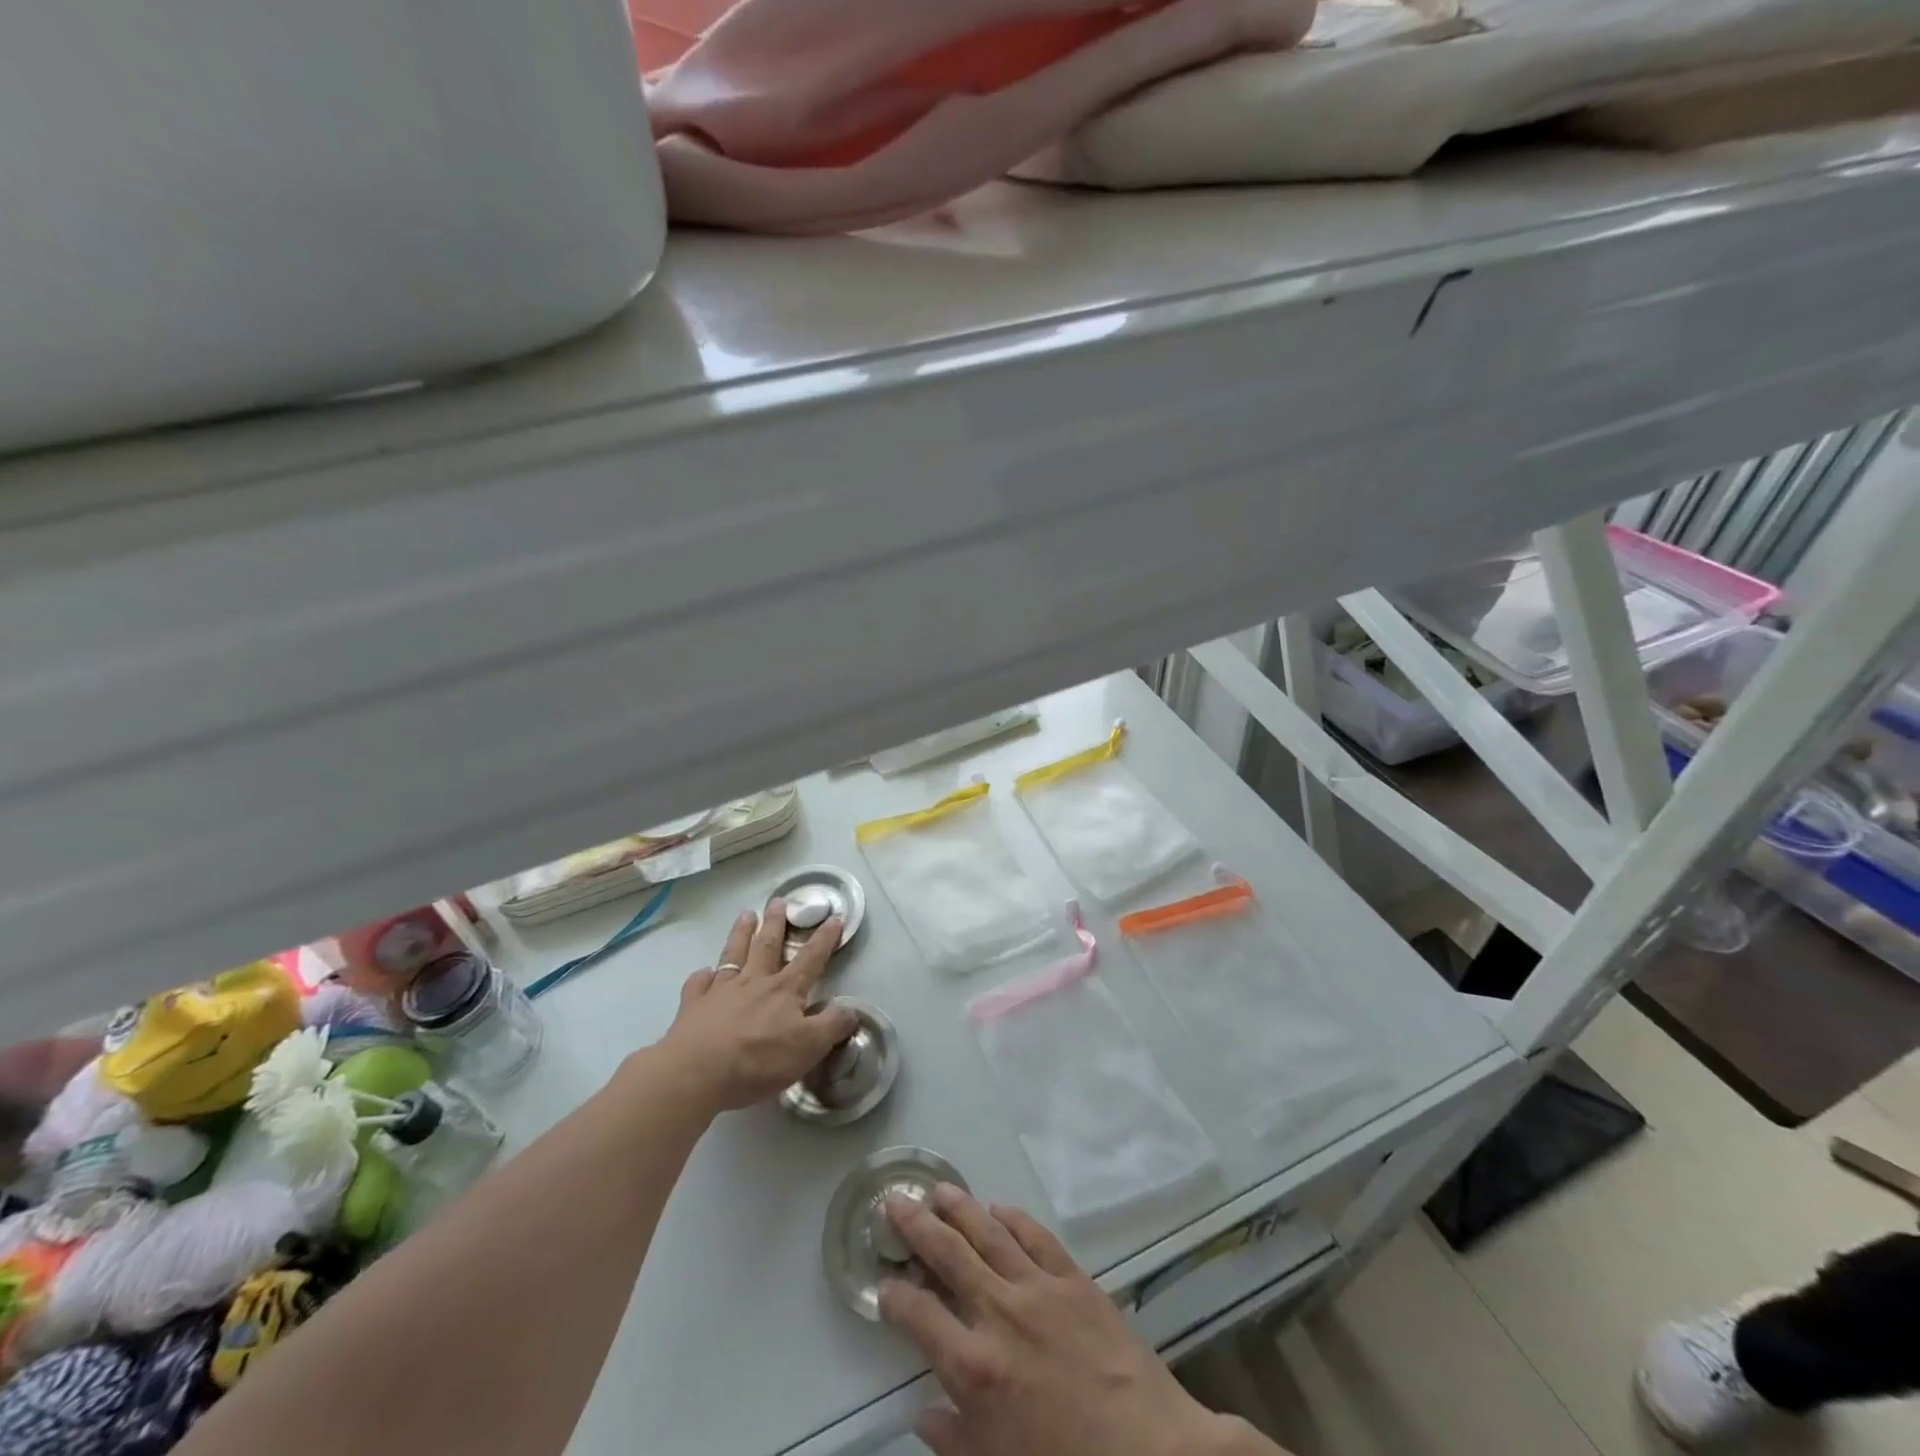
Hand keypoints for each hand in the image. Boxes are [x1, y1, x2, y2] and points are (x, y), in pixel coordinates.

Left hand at [659, 898, 856, 1113]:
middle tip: (778, 901)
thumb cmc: (759, 1060)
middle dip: (776, 923)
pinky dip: (701, 977)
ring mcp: (721, 992)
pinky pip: (698, 985)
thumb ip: (832, 1026)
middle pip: (767, 946)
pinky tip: (702, 973)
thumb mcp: (809, 1047)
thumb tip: (851, 1010)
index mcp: (785, 990)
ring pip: (733, 955)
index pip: (811, 958)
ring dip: (741, 934)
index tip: (834, 917)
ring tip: (746, 915)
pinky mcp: (693, 1007)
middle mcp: (754, 982)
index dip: (825, 939)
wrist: (697, 1073)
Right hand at [879, 1186, 1274, 1455]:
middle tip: (895, 1199)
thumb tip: (924, 1414)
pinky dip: (1013, 1218)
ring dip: (960, 1208)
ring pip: (988, 1233)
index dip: (896, 1297)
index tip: (884, 1284)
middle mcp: (999, 1314)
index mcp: (975, 1368)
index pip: (919, 1317)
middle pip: (948, 1256)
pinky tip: (998, 1207)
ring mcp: (1038, 1288)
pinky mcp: (1073, 1278)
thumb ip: (956, 1440)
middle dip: (916, 1226)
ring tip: (939, 1189)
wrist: (1149, 1453)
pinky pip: (1036, 1236)